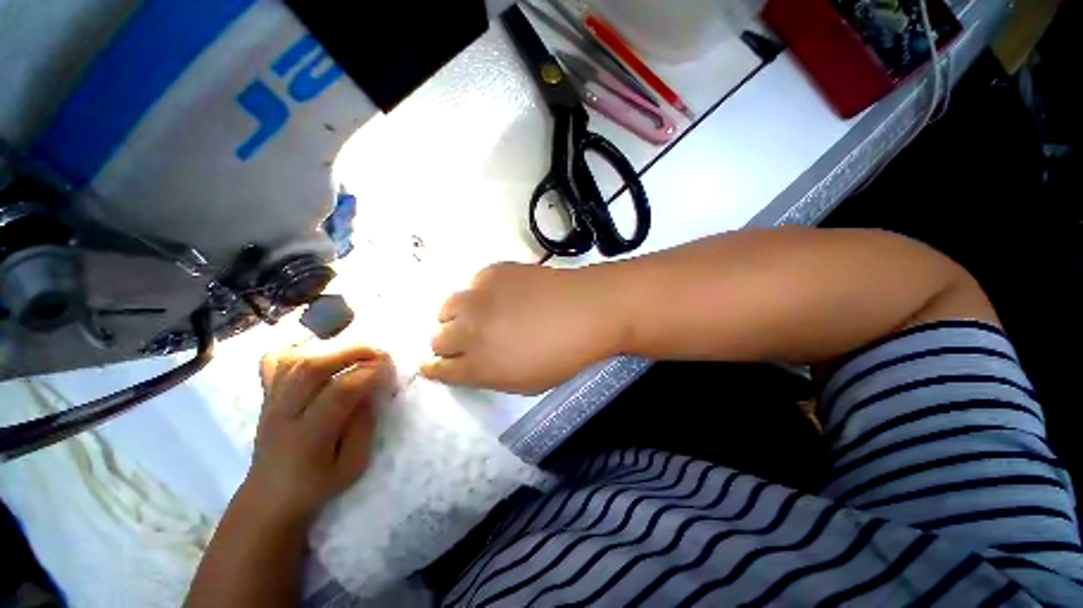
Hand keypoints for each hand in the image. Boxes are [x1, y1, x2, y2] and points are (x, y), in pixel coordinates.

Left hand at [242, 342, 394, 522]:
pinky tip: (319, 350)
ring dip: (332, 348)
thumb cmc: (316, 486)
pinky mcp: (266, 398)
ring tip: (357, 350)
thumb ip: (364, 426)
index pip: (339, 392)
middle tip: (379, 351)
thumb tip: (370, 391)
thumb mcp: (352, 465)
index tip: (390, 369)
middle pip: (312, 367)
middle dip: (352, 351)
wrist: (268, 499)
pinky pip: (274, 362)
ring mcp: (270, 403)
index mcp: (308, 437)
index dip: (368, 374)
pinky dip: (297, 349)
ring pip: (295, 360)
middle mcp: (284, 414)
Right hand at [420, 262, 620, 394]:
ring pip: (446, 308)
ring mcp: (479, 297)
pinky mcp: (492, 272)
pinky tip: (500, 296)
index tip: (432, 365)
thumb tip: (468, 364)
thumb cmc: (562, 354)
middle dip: (445, 344)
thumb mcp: (524, 382)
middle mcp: (470, 330)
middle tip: (463, 341)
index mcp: (479, 365)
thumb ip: (489, 374)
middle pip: (437, 338)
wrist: (587, 310)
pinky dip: (479, 294)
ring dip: (455, 317)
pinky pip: (471, 285)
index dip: (433, 368)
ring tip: (475, 316)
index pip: (439, 369)